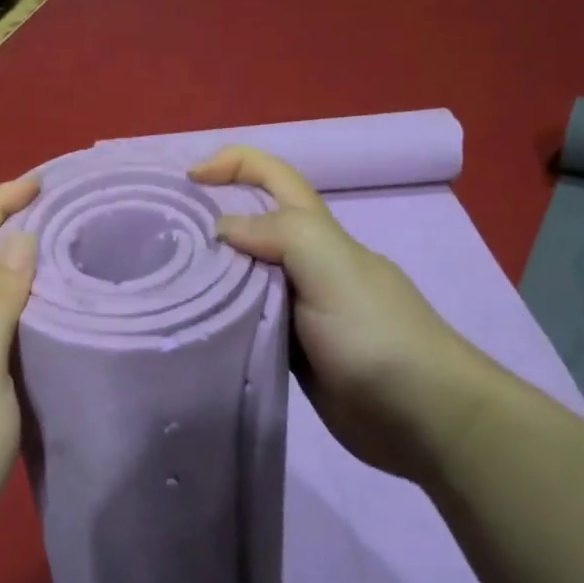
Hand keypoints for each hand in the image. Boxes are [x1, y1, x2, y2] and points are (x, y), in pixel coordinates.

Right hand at [190, 146, 500, 480]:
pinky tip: (192, 325)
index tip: (187, 180)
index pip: (273, 176)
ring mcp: (298, 308)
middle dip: (209, 217)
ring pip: (244, 275)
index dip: (233, 164)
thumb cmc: (376, 334)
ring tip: (164, 280)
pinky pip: (247, 320)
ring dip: (210, 270)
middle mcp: (305, 262)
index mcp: (317, 233)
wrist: (424, 418)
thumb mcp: (332, 268)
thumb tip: (222, 229)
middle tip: (159, 236)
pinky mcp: (291, 349)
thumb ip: (280, 233)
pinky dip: (220, 315)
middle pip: (252, 223)